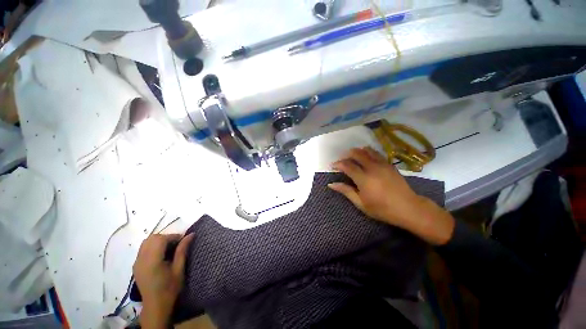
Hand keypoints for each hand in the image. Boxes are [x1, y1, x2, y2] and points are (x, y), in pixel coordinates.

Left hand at [133, 233, 194, 327]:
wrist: (155, 305)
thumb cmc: (170, 288)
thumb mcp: (179, 269)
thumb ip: (182, 250)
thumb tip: (191, 234)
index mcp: (152, 261)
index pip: (160, 239)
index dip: (173, 236)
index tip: (183, 240)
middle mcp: (141, 260)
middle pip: (152, 238)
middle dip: (166, 237)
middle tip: (177, 243)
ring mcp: (136, 262)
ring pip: (146, 242)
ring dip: (159, 240)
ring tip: (169, 248)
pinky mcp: (136, 265)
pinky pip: (143, 248)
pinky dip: (153, 246)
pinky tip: (161, 254)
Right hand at [329, 147, 454, 244]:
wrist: (409, 208)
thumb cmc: (382, 209)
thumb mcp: (361, 203)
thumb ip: (346, 191)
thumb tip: (331, 184)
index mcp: (364, 179)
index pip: (347, 165)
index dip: (338, 164)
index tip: (332, 166)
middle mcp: (372, 168)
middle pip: (356, 154)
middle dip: (347, 154)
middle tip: (342, 160)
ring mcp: (382, 164)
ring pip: (367, 151)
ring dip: (358, 151)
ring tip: (353, 157)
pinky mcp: (389, 164)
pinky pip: (376, 154)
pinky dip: (368, 152)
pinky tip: (366, 157)